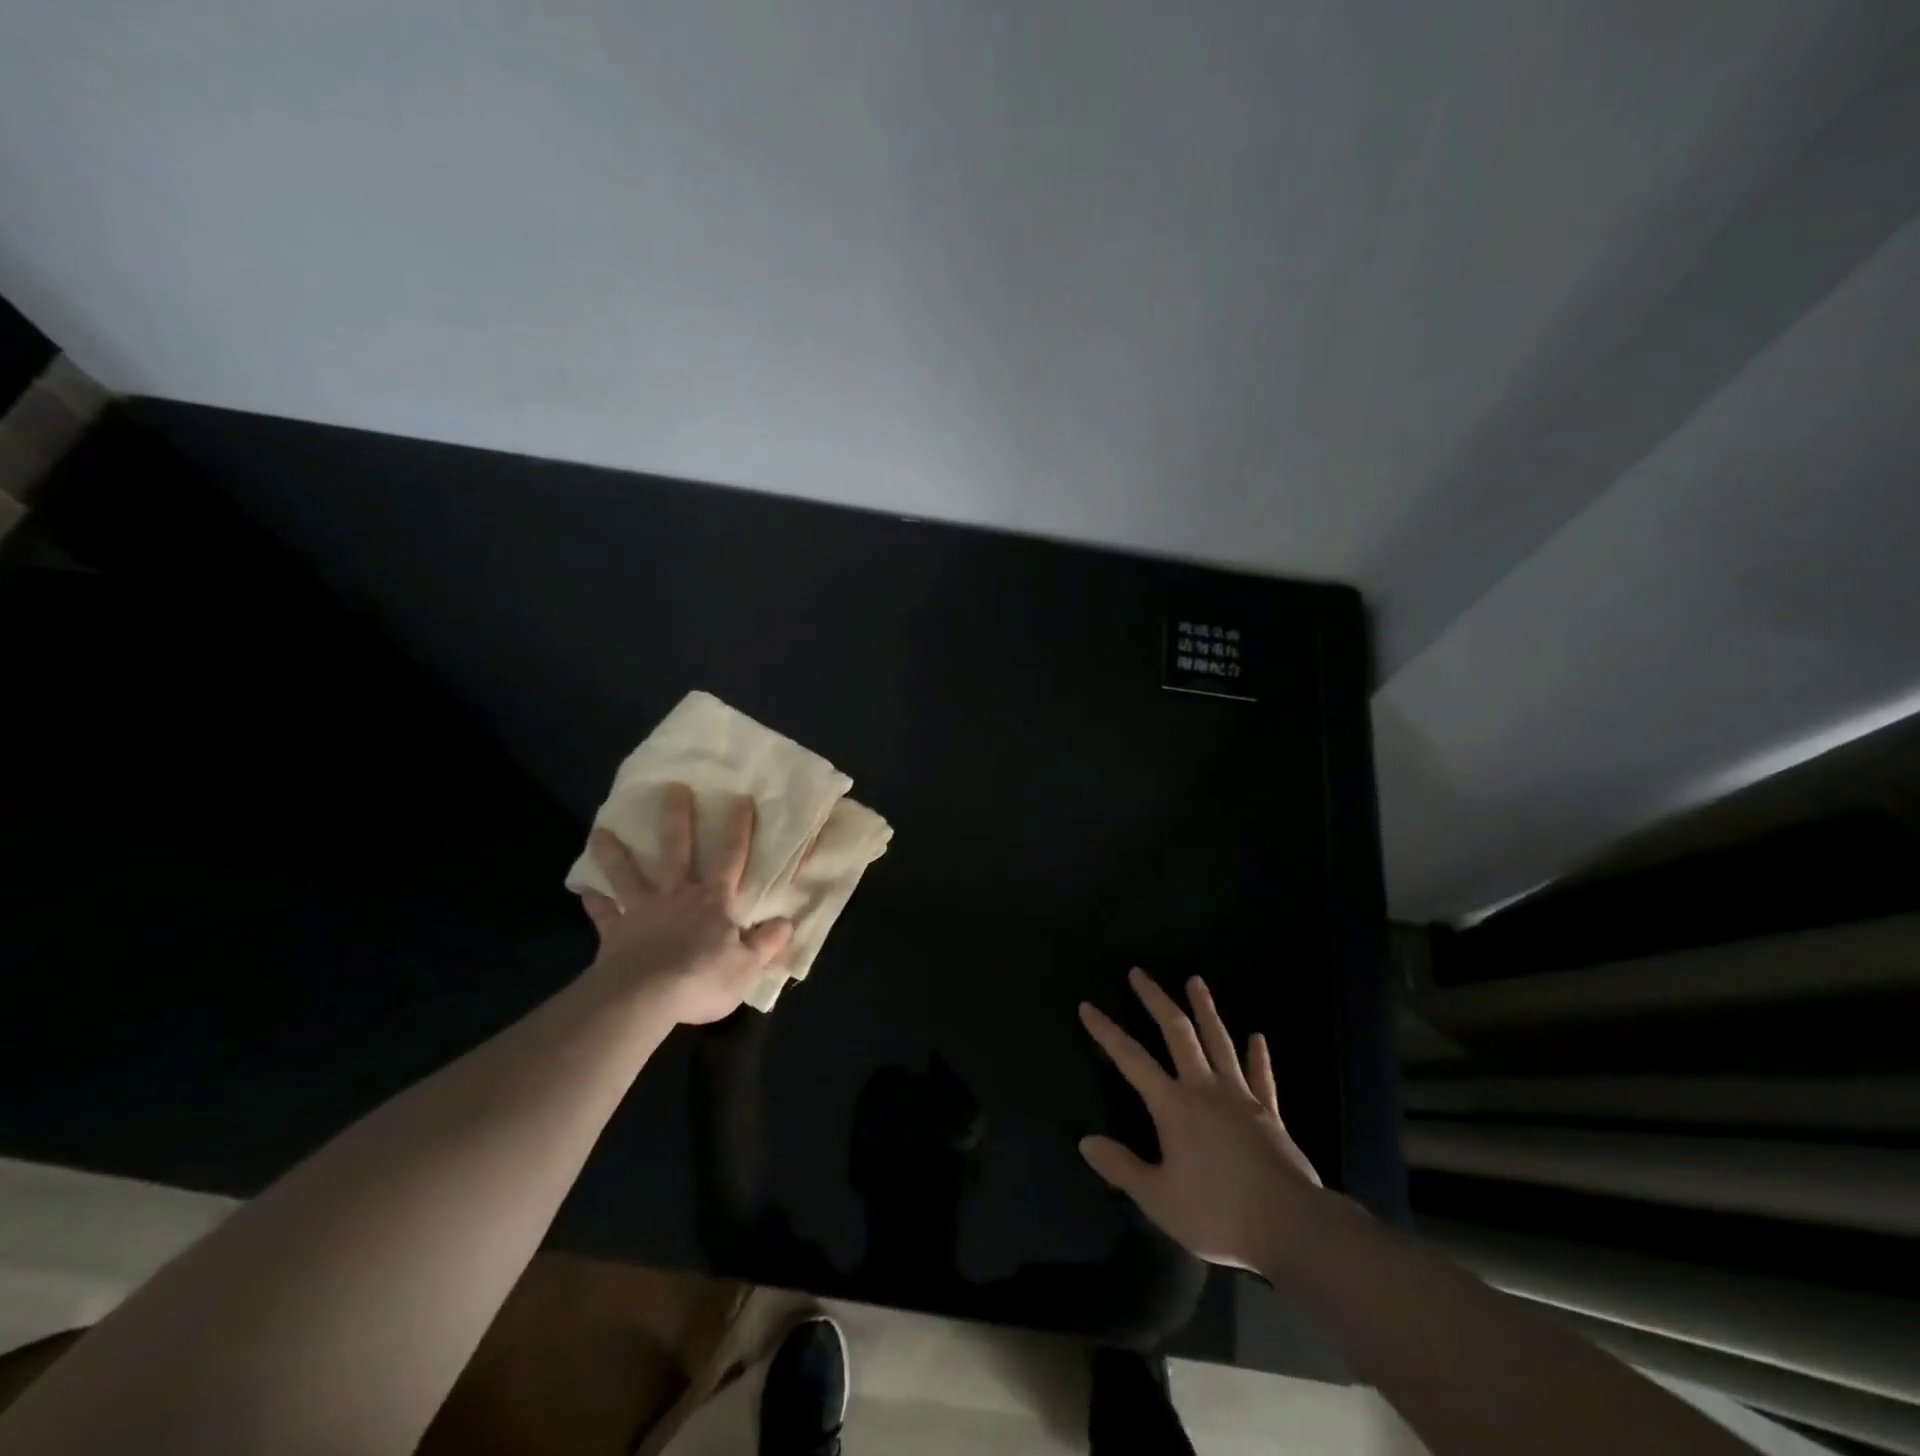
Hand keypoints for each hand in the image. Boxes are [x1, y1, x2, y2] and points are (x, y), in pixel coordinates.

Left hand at [577, 783, 792, 1024]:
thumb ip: (765, 943)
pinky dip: (594, 900)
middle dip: (678, 819)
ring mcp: (642, 911)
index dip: (738, 828)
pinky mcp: (615, 933)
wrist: (643, 999)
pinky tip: (583, 888)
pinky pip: (603, 913)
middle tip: (672, 788)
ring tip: (601, 830)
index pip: (731, 858)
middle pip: (677, 851)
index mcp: (713, 902)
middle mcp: (677, 896)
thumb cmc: (701, 980)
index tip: (740, 798)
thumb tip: (786, 923)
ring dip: (616, 853)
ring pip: (629, 875)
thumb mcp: (746, 968)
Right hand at [1079, 968, 1324, 1276]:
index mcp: (1173, 1106)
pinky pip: (1261, 1076)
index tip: (1087, 1007)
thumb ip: (1122, 1168)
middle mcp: (1204, 1088)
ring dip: (1205, 1009)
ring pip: (1219, 1041)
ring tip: (1195, 981)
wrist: (1291, 1227)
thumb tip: (1086, 1142)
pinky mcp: (1269, 1113)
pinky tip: (1257, 1037)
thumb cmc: (1218, 1214)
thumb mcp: (1159, 1200)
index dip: (1106, 1031)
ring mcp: (1240, 1096)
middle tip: (1139, 973)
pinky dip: (1258, 1056)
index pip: (1130, 1059)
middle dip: (1155, 1000)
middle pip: (1177, 1032)